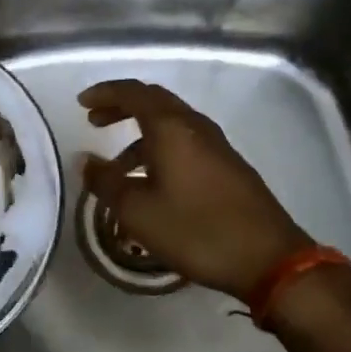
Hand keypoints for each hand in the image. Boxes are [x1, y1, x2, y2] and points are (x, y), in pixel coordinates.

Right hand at [80, 79, 315, 301]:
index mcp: (171, 127)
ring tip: (117, 166)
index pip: (132, 93)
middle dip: (121, 107)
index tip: (81, 103)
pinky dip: (160, 148)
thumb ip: (107, 183)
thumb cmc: (196, 229)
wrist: (269, 258)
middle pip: (153, 101)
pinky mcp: (228, 165)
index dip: (104, 93)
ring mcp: (216, 145)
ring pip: (170, 124)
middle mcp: (194, 126)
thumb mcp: (138, 212)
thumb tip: (87, 161)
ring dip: (140, 133)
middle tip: (95, 121)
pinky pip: (185, 142)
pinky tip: (152, 182)